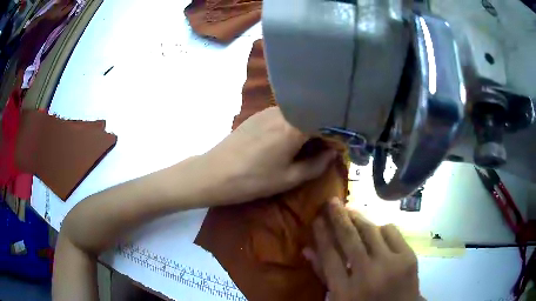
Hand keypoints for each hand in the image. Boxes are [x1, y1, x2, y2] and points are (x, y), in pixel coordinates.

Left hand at [203, 107, 335, 203]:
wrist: (214, 173)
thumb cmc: (253, 180)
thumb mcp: (289, 178)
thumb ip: (316, 165)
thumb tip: (333, 153)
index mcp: (294, 127)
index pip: (326, 121)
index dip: (337, 133)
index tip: (341, 146)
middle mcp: (283, 111)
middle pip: (313, 114)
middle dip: (324, 128)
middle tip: (327, 147)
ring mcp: (268, 111)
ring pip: (299, 113)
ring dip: (308, 126)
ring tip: (310, 144)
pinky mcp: (258, 114)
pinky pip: (285, 115)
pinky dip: (294, 124)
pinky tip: (289, 140)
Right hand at [306, 198, 420, 300]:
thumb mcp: (339, 298)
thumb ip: (324, 275)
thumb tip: (307, 249)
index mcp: (346, 290)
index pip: (329, 255)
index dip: (322, 234)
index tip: (317, 219)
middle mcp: (367, 274)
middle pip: (349, 238)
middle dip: (338, 216)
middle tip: (332, 201)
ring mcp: (390, 264)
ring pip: (371, 230)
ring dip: (358, 218)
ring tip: (349, 210)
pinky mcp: (408, 256)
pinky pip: (391, 231)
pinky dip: (380, 228)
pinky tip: (375, 229)